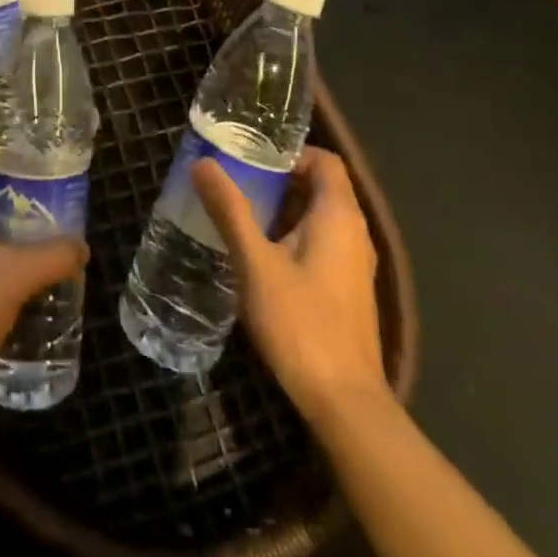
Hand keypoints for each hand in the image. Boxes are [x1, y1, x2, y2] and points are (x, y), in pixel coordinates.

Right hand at [193, 146, 389, 424]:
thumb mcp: (255, 263)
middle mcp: (355, 233)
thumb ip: (230, 210)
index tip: (250, 161)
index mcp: (339, 215)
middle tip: (235, 185)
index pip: (324, 160)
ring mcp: (355, 264)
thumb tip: (202, 163)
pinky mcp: (348, 290)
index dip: (289, 153)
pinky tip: (260, 258)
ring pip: (319, 218)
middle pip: (320, 187)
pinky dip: (292, 237)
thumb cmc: (301, 324)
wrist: (345, 404)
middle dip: (278, 181)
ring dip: (282, 211)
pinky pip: (321, 244)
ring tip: (239, 217)